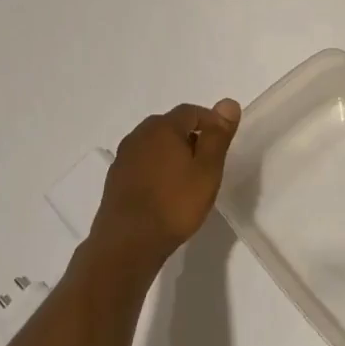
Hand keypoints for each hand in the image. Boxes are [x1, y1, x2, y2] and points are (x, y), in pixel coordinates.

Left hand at [89, 100, 240, 266]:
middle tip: (208, 163)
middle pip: (171, 126)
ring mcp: (124, 157)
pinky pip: (143, 163)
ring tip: (188, 179)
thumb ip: (218, 135)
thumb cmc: (175, 204)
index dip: (211, 123)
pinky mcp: (115, 178)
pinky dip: (157, 169)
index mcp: (162, 127)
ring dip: (173, 154)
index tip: (223, 144)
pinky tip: (165, 192)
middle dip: (192, 138)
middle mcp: (139, 135)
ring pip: (155, 145)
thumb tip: (228, 102)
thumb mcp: (207, 169)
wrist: (128, 243)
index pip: (192, 111)